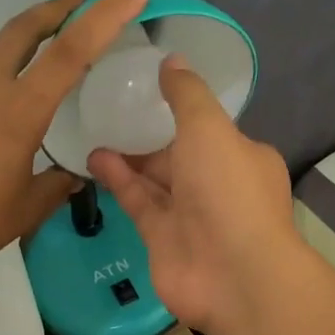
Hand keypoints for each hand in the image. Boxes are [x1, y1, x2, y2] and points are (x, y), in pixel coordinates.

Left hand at [0, 0, 149, 294]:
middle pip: (21, 30)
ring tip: (41, 88)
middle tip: (77, 2)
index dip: (105, 16)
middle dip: (53, 9)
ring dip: (21, 54)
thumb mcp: (25, 210)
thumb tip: (70, 176)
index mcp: (17, 111)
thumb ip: (55, 186)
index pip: (70, 50)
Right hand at [89, 55, 304, 334]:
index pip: (208, 129)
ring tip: (93, 131)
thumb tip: (171, 59)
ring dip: (127, 157)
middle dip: (147, 136)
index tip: (145, 90)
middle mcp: (217, 184)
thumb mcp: (209, 128)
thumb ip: (186, 95)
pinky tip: (94, 160)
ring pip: (154, 180)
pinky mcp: (162, 239)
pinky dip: (119, 181)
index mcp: (240, 156)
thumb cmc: (228, 192)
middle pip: (177, 154)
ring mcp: (189, 215)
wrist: (233, 275)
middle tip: (109, 110)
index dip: (179, 110)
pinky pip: (138, 203)